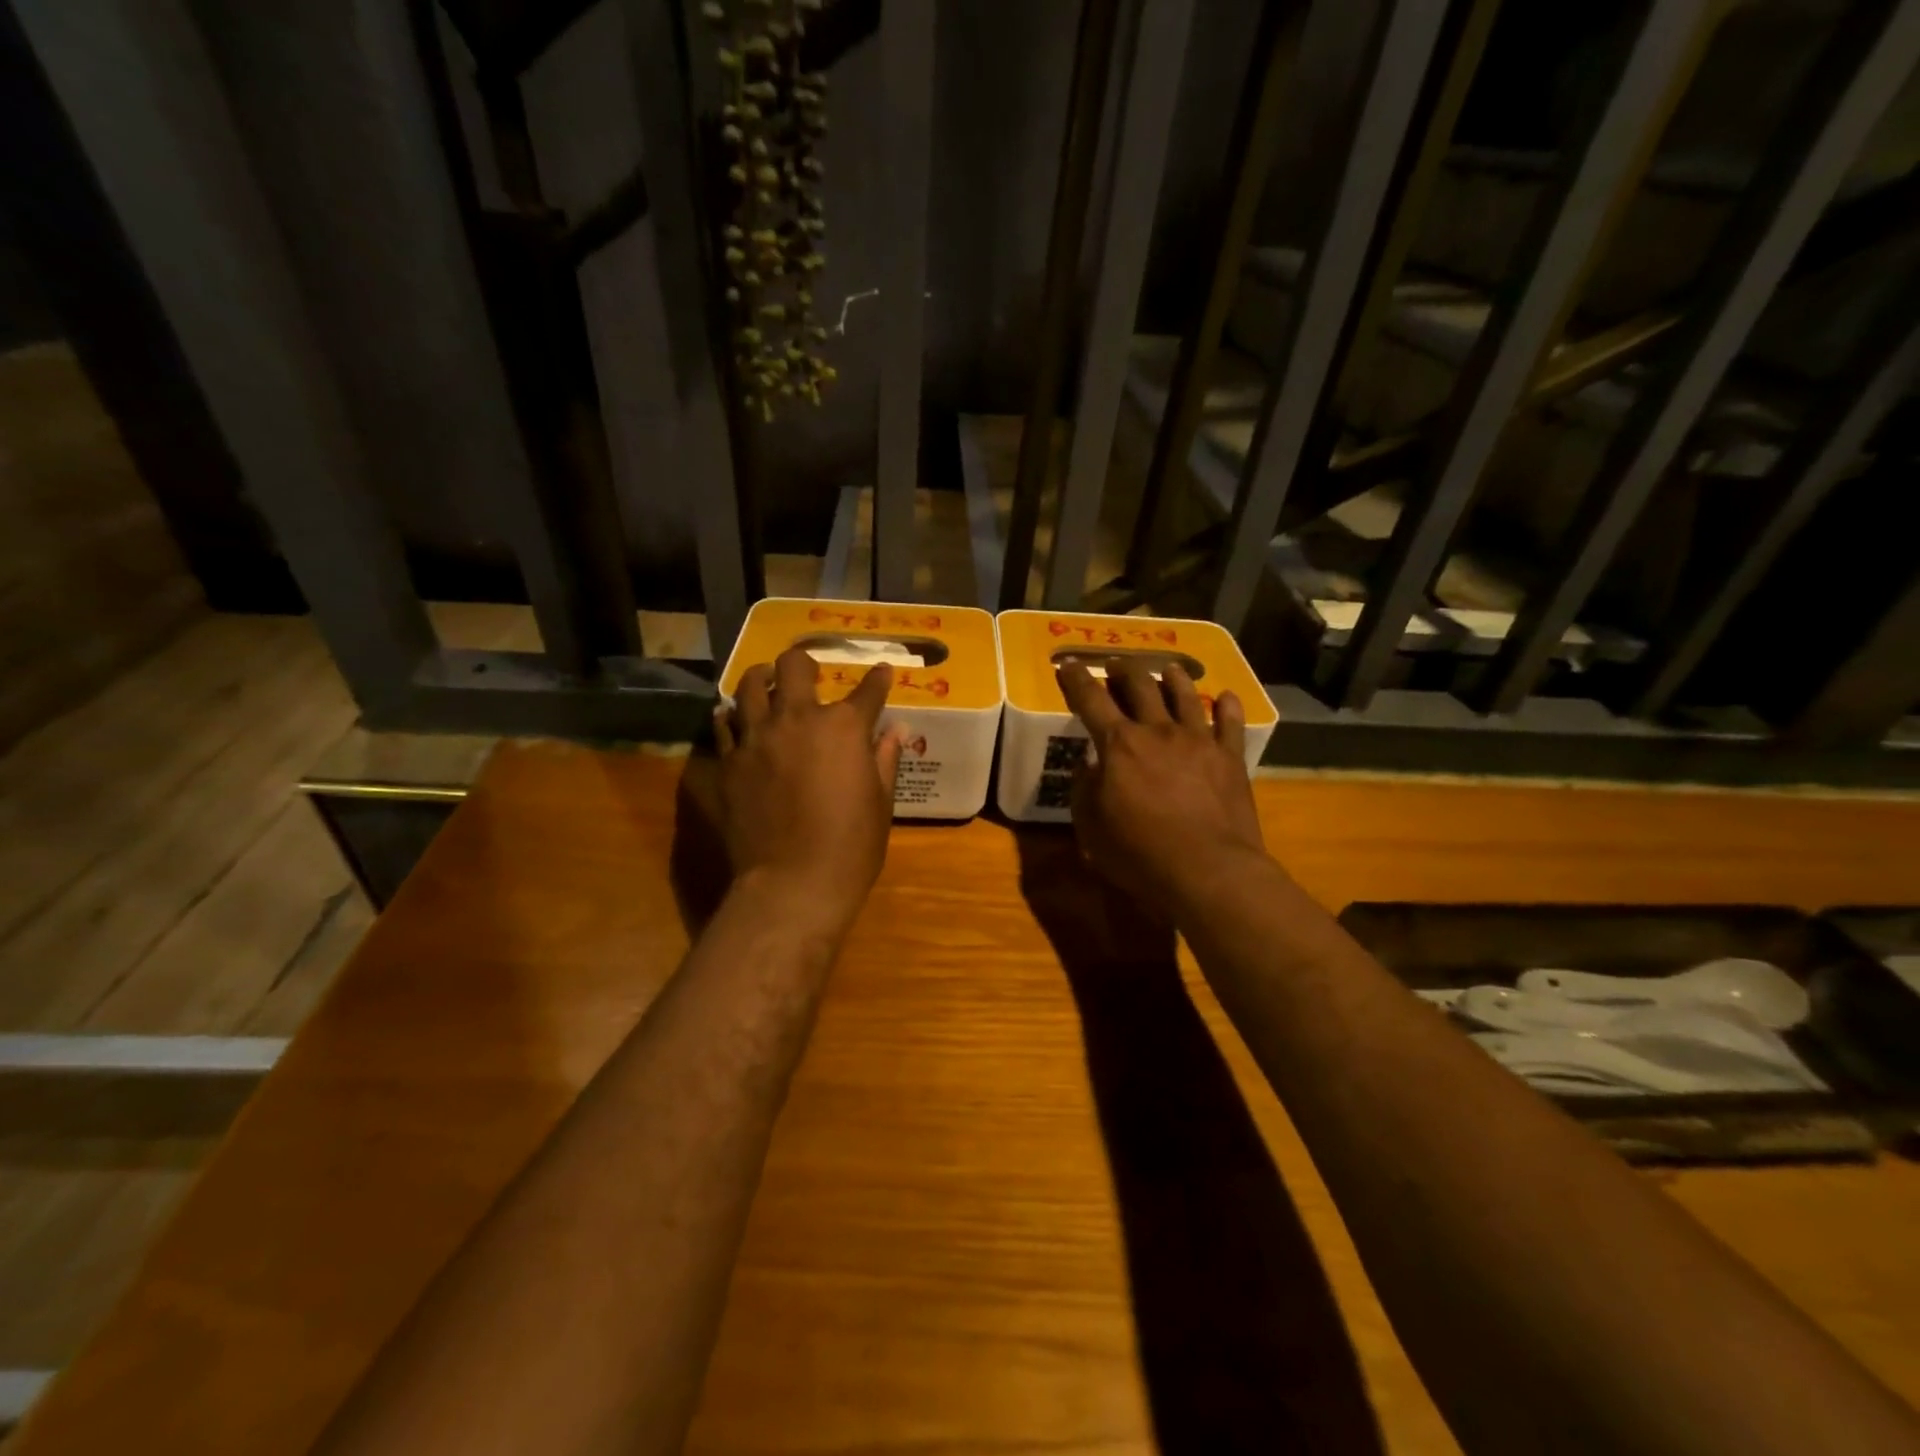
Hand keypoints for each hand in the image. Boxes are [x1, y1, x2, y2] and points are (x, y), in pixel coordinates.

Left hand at [715, 646, 901, 934]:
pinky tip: (737, 717)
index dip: (878, 679)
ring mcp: (758, 738)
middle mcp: (798, 719)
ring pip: (751, 686)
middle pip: (794, 667)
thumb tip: (895, 730)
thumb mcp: (882, 803)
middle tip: (808, 671)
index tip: (882, 672)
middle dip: (804, 662)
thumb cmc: (851, 846)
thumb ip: (885, 759)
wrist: (793, 883)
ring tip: (768, 681)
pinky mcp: (730, 762)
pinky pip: (725, 725)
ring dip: (763, 678)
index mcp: (844, 727)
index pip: (868, 690)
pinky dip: (732, 715)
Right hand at [1057, 661, 1266, 914]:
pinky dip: (1229, 707)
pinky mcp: (1230, 758)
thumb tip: (1089, 764)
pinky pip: (1231, 724)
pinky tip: (1227, 697)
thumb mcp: (1091, 826)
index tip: (1068, 663)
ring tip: (1169, 669)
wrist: (1207, 870)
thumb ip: (1085, 788)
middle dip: (1125, 670)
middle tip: (1118, 664)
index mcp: (1119, 744)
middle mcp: (1158, 731)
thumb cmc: (1139, 852)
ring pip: (1186, 696)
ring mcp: (1198, 741)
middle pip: (1140, 687)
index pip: (1090, 700)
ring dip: (1174, 678)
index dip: (1076, 679)